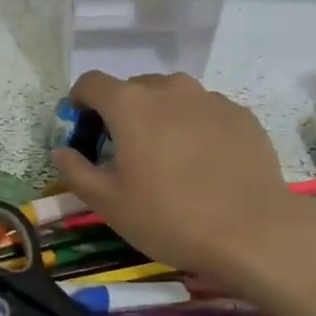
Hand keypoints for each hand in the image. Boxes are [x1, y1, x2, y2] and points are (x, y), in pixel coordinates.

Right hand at [49, 71, 305, 286]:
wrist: (253, 231)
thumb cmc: (170, 218)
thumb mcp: (109, 204)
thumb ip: (76, 171)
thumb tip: (61, 151)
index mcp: (130, 105)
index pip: (90, 83)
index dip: (79, 103)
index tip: (82, 131)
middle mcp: (169, 88)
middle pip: (133, 88)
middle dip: (122, 112)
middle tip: (126, 152)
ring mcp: (210, 99)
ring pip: (172, 97)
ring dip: (160, 117)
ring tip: (168, 157)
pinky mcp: (241, 115)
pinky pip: (205, 111)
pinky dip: (194, 127)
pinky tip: (204, 164)